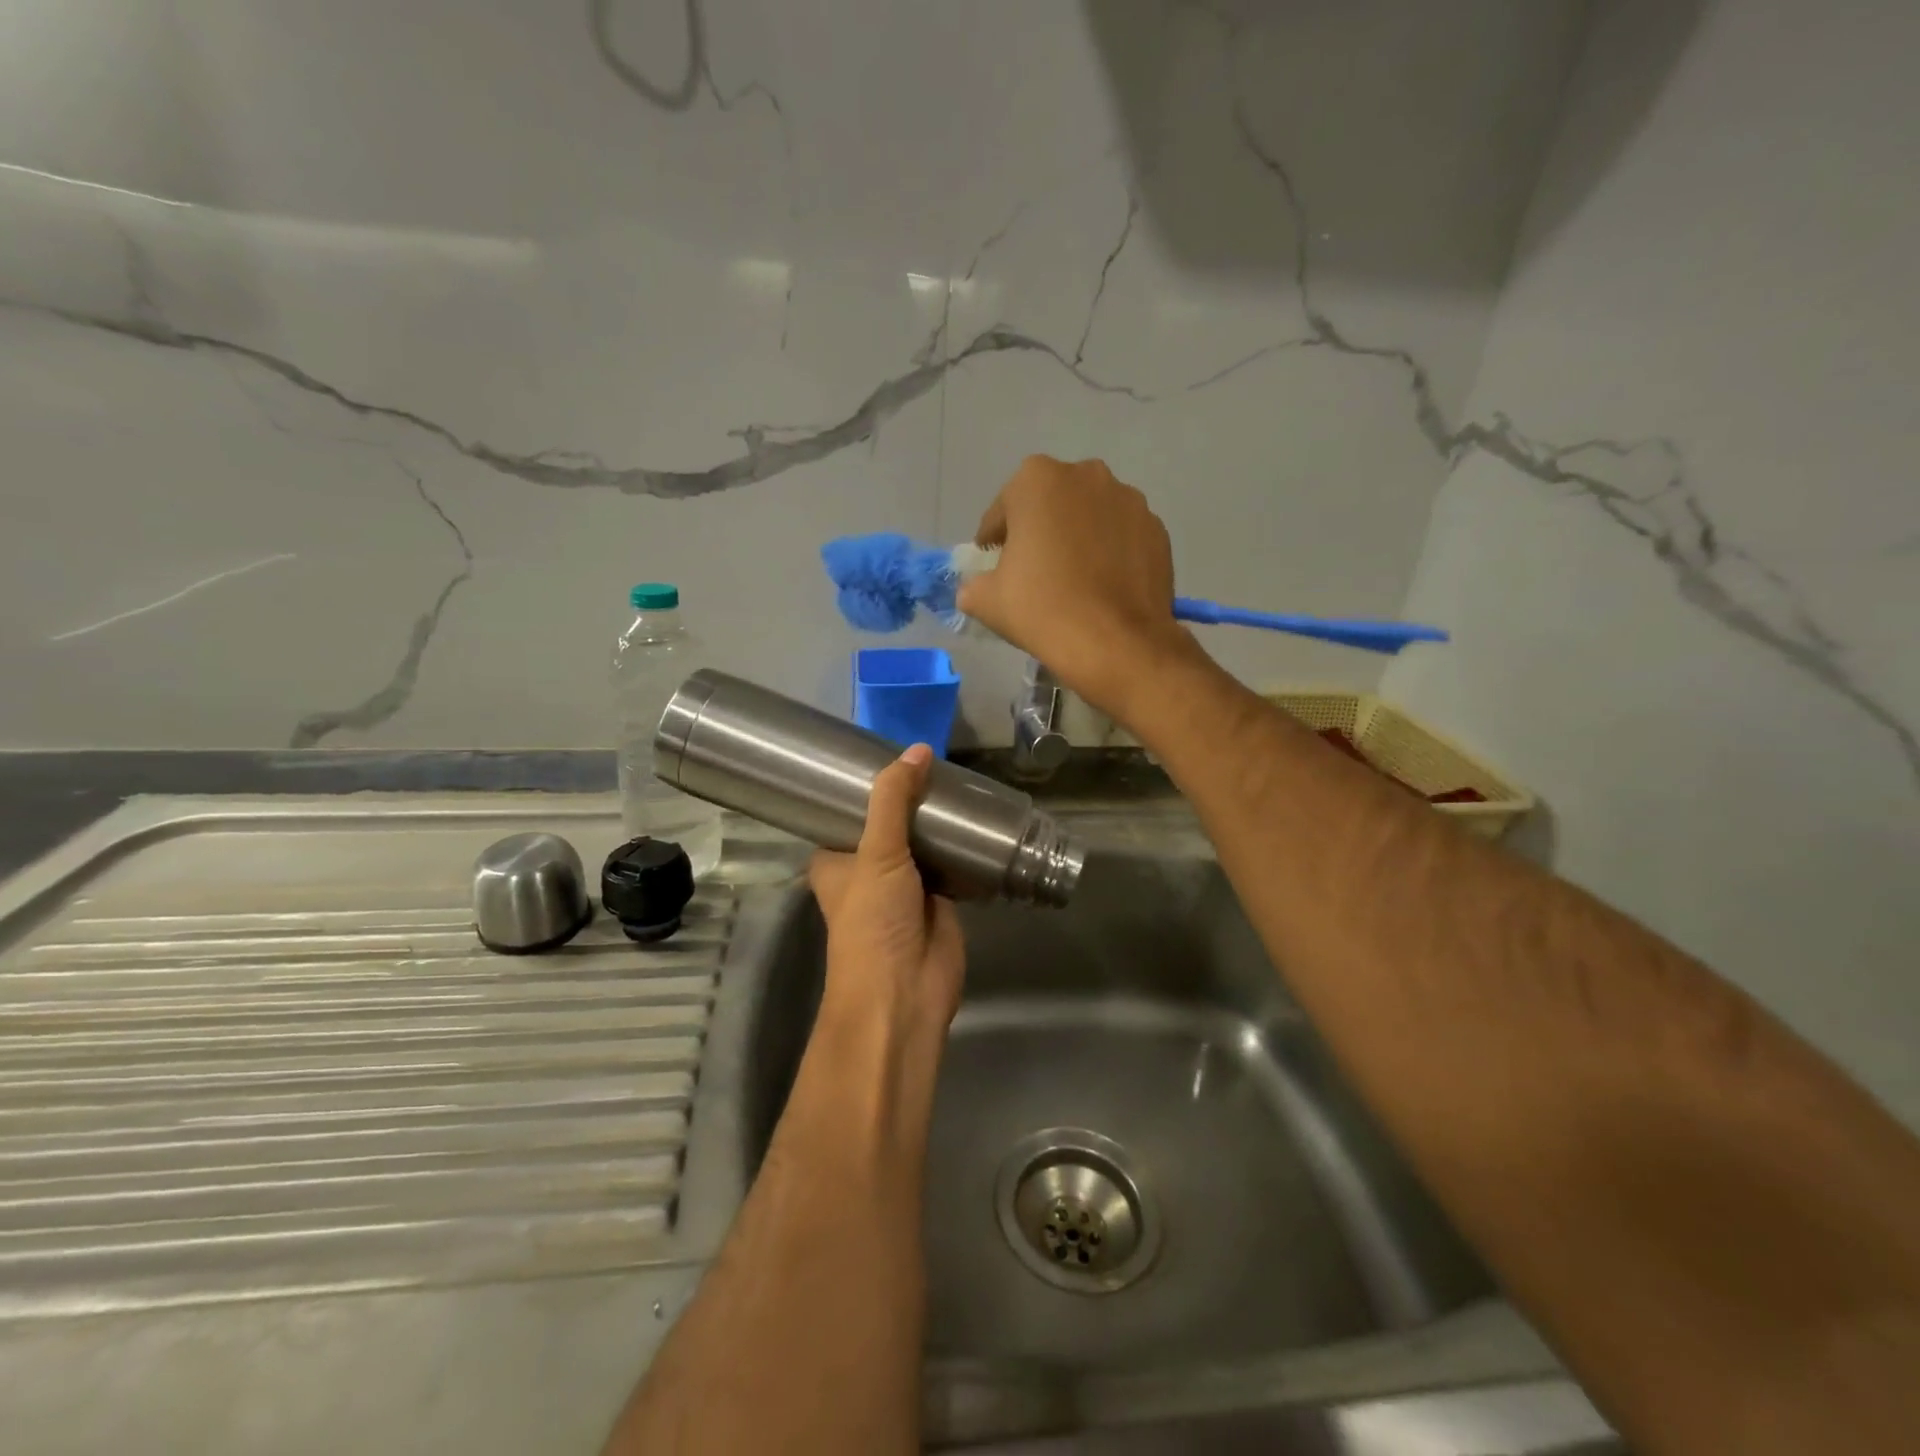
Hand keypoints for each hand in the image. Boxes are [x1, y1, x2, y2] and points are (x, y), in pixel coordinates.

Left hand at [808, 744, 965, 1044]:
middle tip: (934, 757)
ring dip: (937, 820)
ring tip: (959, 777)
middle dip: (909, 798)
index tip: (886, 749)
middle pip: (889, 823)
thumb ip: (893, 800)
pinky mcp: (940, 899)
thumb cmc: (872, 921)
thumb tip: (918, 748)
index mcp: (835, 859)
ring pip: (921, 841)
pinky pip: (951, 862)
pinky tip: (979, 817)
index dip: (865, 786)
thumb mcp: (876, 852)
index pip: (846, 812)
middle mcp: (867, 869)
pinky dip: (963, 845)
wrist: (905, 992)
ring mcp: (905, 885)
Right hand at [956, 455, 1200, 721]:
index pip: (1003, 511)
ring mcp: (1129, 500)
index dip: (994, 542)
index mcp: (1037, 480)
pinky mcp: (1157, 530)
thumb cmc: (1042, 610)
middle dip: (1040, 532)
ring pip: (1090, 518)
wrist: (1116, 644)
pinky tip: (1103, 588)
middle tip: (1033, 573)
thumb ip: (973, 585)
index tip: (994, 568)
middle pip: (1050, 505)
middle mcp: (1086, 475)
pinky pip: (1122, 537)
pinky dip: (1110, 554)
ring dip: (1078, 539)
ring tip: (1073, 582)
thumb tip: (976, 588)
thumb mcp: (987, 601)